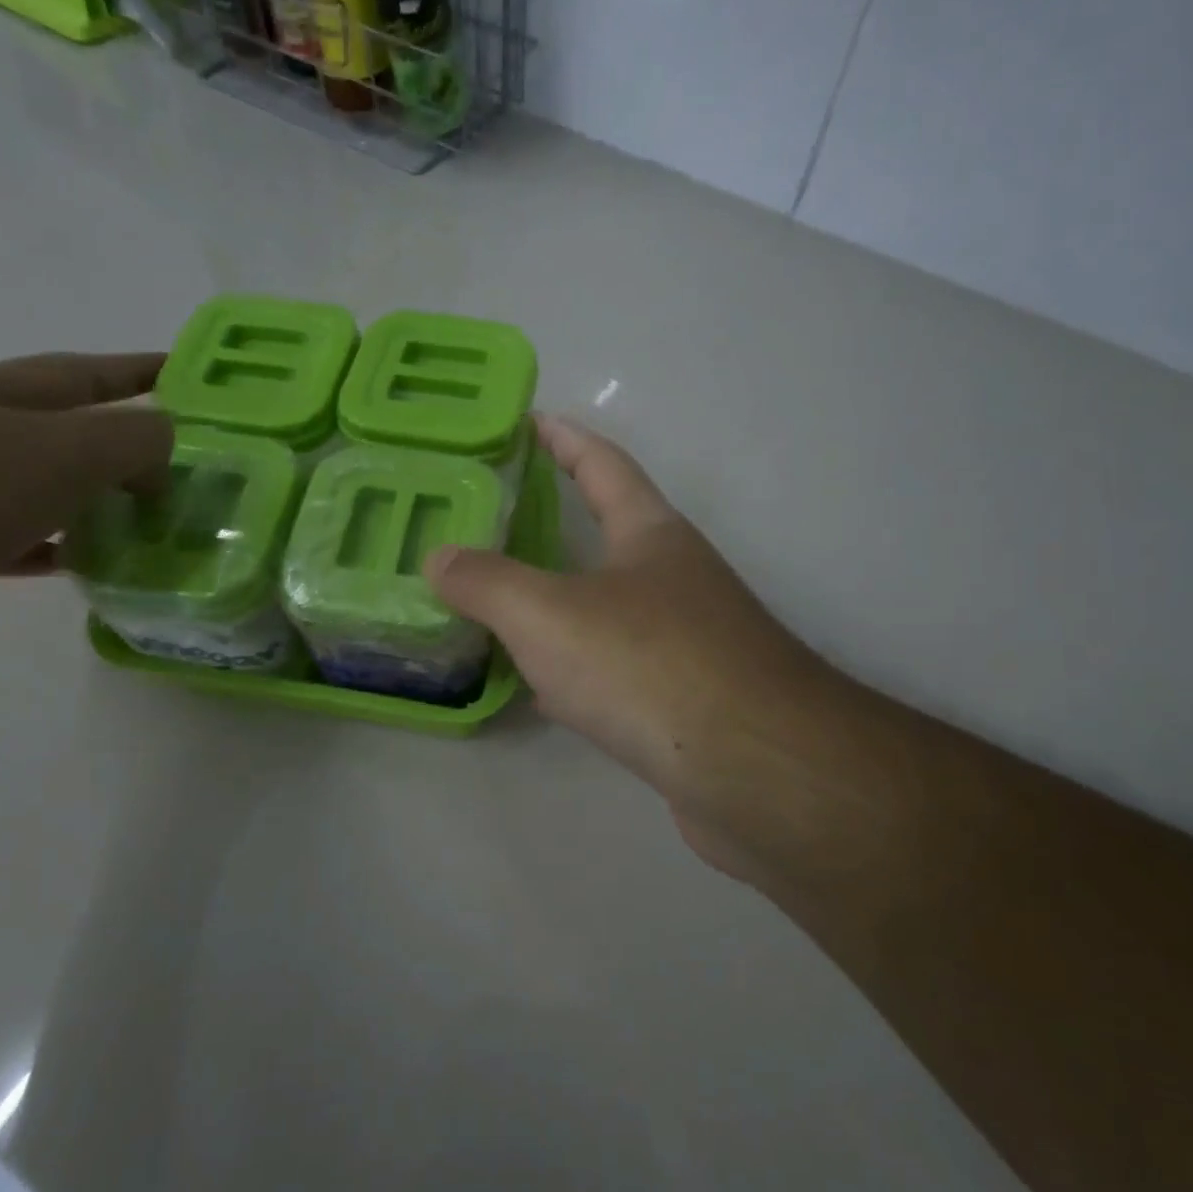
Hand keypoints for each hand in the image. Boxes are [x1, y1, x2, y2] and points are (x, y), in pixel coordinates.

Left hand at [0, 353, 171, 681]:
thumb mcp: (61, 452)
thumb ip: (131, 440)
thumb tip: (166, 444)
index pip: (86, 372)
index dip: (141, 372)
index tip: (190, 376)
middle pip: (65, 429)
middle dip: (124, 443)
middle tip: (182, 467)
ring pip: (43, 486)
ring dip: (94, 500)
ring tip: (147, 519)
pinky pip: (16, 538)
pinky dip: (55, 546)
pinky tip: (84, 564)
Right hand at [428, 416, 844, 877]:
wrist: (755, 770)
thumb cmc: (649, 665)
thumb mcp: (549, 615)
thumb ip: (487, 583)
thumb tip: (437, 557)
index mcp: (651, 535)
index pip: (603, 464)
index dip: (564, 438)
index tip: (528, 421)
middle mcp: (675, 577)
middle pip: (607, 534)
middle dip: (553, 524)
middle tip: (489, 522)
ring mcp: (687, 640)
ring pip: (607, 607)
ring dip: (558, 603)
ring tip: (498, 603)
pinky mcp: (686, 698)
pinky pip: (615, 667)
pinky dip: (575, 668)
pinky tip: (540, 689)